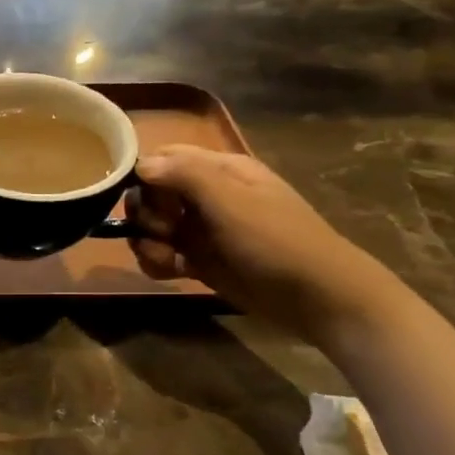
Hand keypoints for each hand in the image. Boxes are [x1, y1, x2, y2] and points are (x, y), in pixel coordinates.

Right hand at [129, 146, 403, 342]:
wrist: (315, 296)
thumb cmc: (275, 240)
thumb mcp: (230, 201)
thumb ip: (184, 175)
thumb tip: (140, 165)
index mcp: (219, 170)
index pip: (164, 157)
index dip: (144, 175)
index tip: (144, 200)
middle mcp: (206, 195)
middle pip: (152, 194)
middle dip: (145, 214)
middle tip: (163, 232)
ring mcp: (202, 230)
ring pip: (153, 227)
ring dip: (147, 242)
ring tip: (166, 258)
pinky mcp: (200, 261)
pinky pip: (163, 254)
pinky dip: (157, 262)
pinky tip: (169, 272)